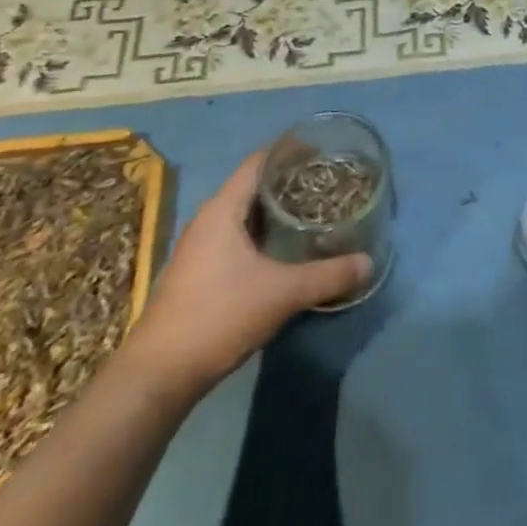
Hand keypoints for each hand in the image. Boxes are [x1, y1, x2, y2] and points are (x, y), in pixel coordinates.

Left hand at [124, 150, 371, 398]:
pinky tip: (287, 250)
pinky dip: (264, 234)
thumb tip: (369, 262)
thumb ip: (328, 276)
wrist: (158, 376)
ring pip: (245, 214)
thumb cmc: (218, 316)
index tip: (324, 149)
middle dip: (290, 181)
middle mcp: (208, 220)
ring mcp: (200, 248)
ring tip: (314, 211)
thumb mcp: (282, 294)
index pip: (259, 161)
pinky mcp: (199, 273)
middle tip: (328, 182)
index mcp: (223, 209)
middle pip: (254, 186)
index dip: (291, 151)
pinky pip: (238, 237)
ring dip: (277, 211)